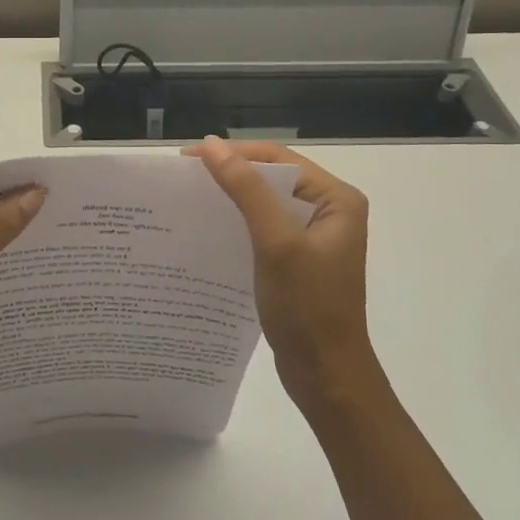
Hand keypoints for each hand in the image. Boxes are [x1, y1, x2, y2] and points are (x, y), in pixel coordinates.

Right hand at [185, 137, 373, 412]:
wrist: (325, 374)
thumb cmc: (307, 306)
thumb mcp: (276, 242)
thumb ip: (246, 190)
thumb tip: (211, 145)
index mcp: (337, 199)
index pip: (277, 158)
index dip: (233, 153)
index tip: (186, 158)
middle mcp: (329, 210)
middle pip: (271, 176)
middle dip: (229, 173)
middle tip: (182, 177)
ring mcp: (313, 236)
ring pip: (264, 201)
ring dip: (230, 197)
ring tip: (188, 198)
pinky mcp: (298, 258)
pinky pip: (263, 226)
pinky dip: (236, 222)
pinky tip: (208, 227)